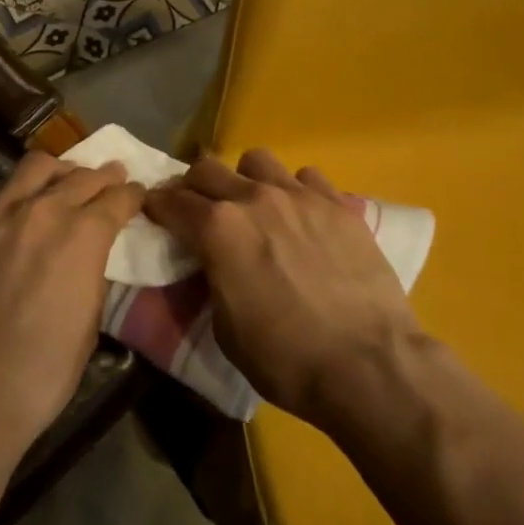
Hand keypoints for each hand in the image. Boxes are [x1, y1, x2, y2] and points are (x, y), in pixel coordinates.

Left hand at [0, 151, 142, 456]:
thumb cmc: (42, 369)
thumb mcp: (90, 321)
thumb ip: (93, 272)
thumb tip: (90, 255)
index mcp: (82, 234)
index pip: (117, 198)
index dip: (132, 195)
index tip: (137, 195)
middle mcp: (43, 209)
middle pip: (81, 176)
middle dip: (103, 177)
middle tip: (111, 179)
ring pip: (37, 166)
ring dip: (59, 171)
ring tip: (64, 181)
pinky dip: (19, 187)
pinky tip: (20, 203)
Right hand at [145, 148, 429, 429]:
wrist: (368, 364)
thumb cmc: (286, 358)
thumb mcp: (225, 329)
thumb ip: (211, 279)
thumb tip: (213, 263)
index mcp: (217, 229)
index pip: (171, 201)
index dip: (157, 206)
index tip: (155, 213)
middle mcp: (253, 198)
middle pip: (206, 168)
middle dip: (193, 186)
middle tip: (198, 210)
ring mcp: (299, 195)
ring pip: (256, 160)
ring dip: (245, 179)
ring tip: (255, 206)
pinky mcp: (337, 204)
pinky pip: (306, 177)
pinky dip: (295, 191)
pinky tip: (302, 217)